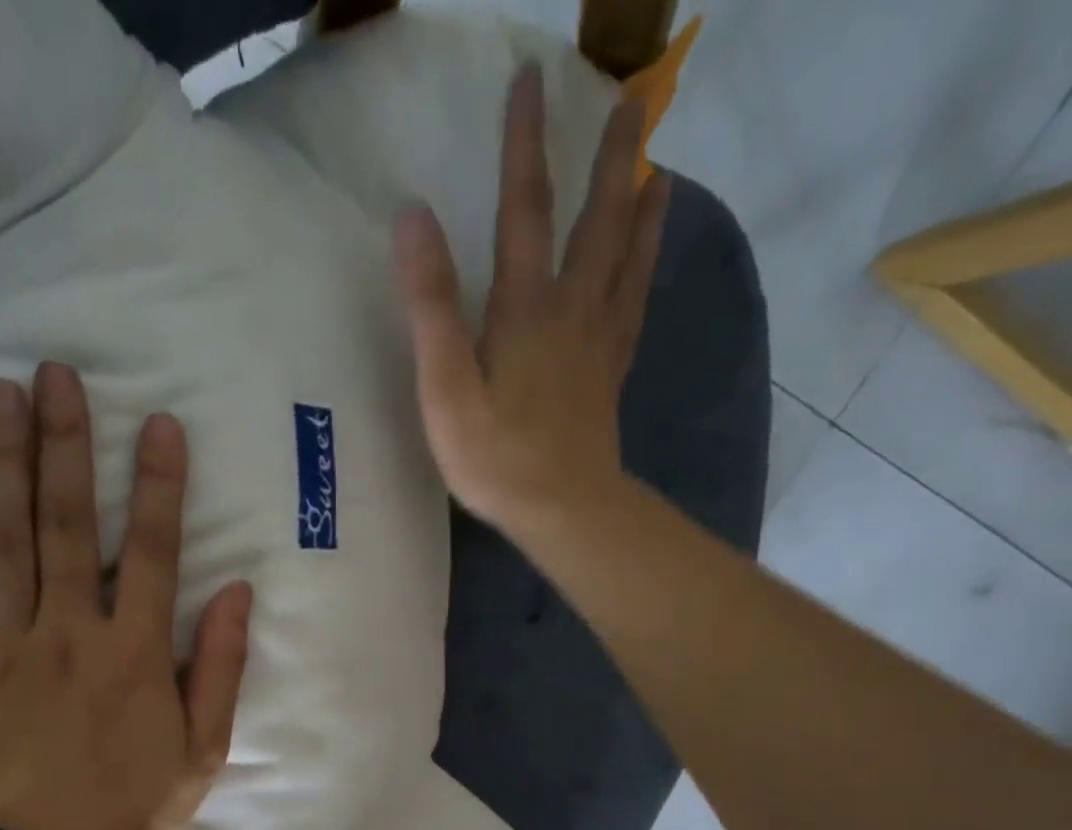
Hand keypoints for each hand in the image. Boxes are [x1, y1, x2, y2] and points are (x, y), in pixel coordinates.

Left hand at [0, 363, 252, 829]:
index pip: (153, 551)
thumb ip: (220, 669)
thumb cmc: (133, 809)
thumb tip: (237, 594)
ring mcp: (5, 644)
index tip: (159, 426)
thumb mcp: (203, 751)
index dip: (160, 486)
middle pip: (68, 523)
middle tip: (57, 374)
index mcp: (136, 654)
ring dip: (0, 461)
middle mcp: (69, 632)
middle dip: (66, 445)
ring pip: (0, 538)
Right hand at [394, 64, 670, 532]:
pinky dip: (645, 273)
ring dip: (641, 208)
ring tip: (658, 169)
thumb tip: (413, 215)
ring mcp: (598, 344)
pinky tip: (646, 264)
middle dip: (611, 158)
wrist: (562, 507)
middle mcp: (571, 311)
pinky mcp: (609, 376)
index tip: (531, 79)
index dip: (524, 144)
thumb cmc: (495, 456)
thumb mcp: (444, 387)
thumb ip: (431, 304)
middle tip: (631, 101)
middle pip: (596, 221)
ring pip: (627, 261)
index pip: (524, 209)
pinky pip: (634, 309)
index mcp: (525, 309)